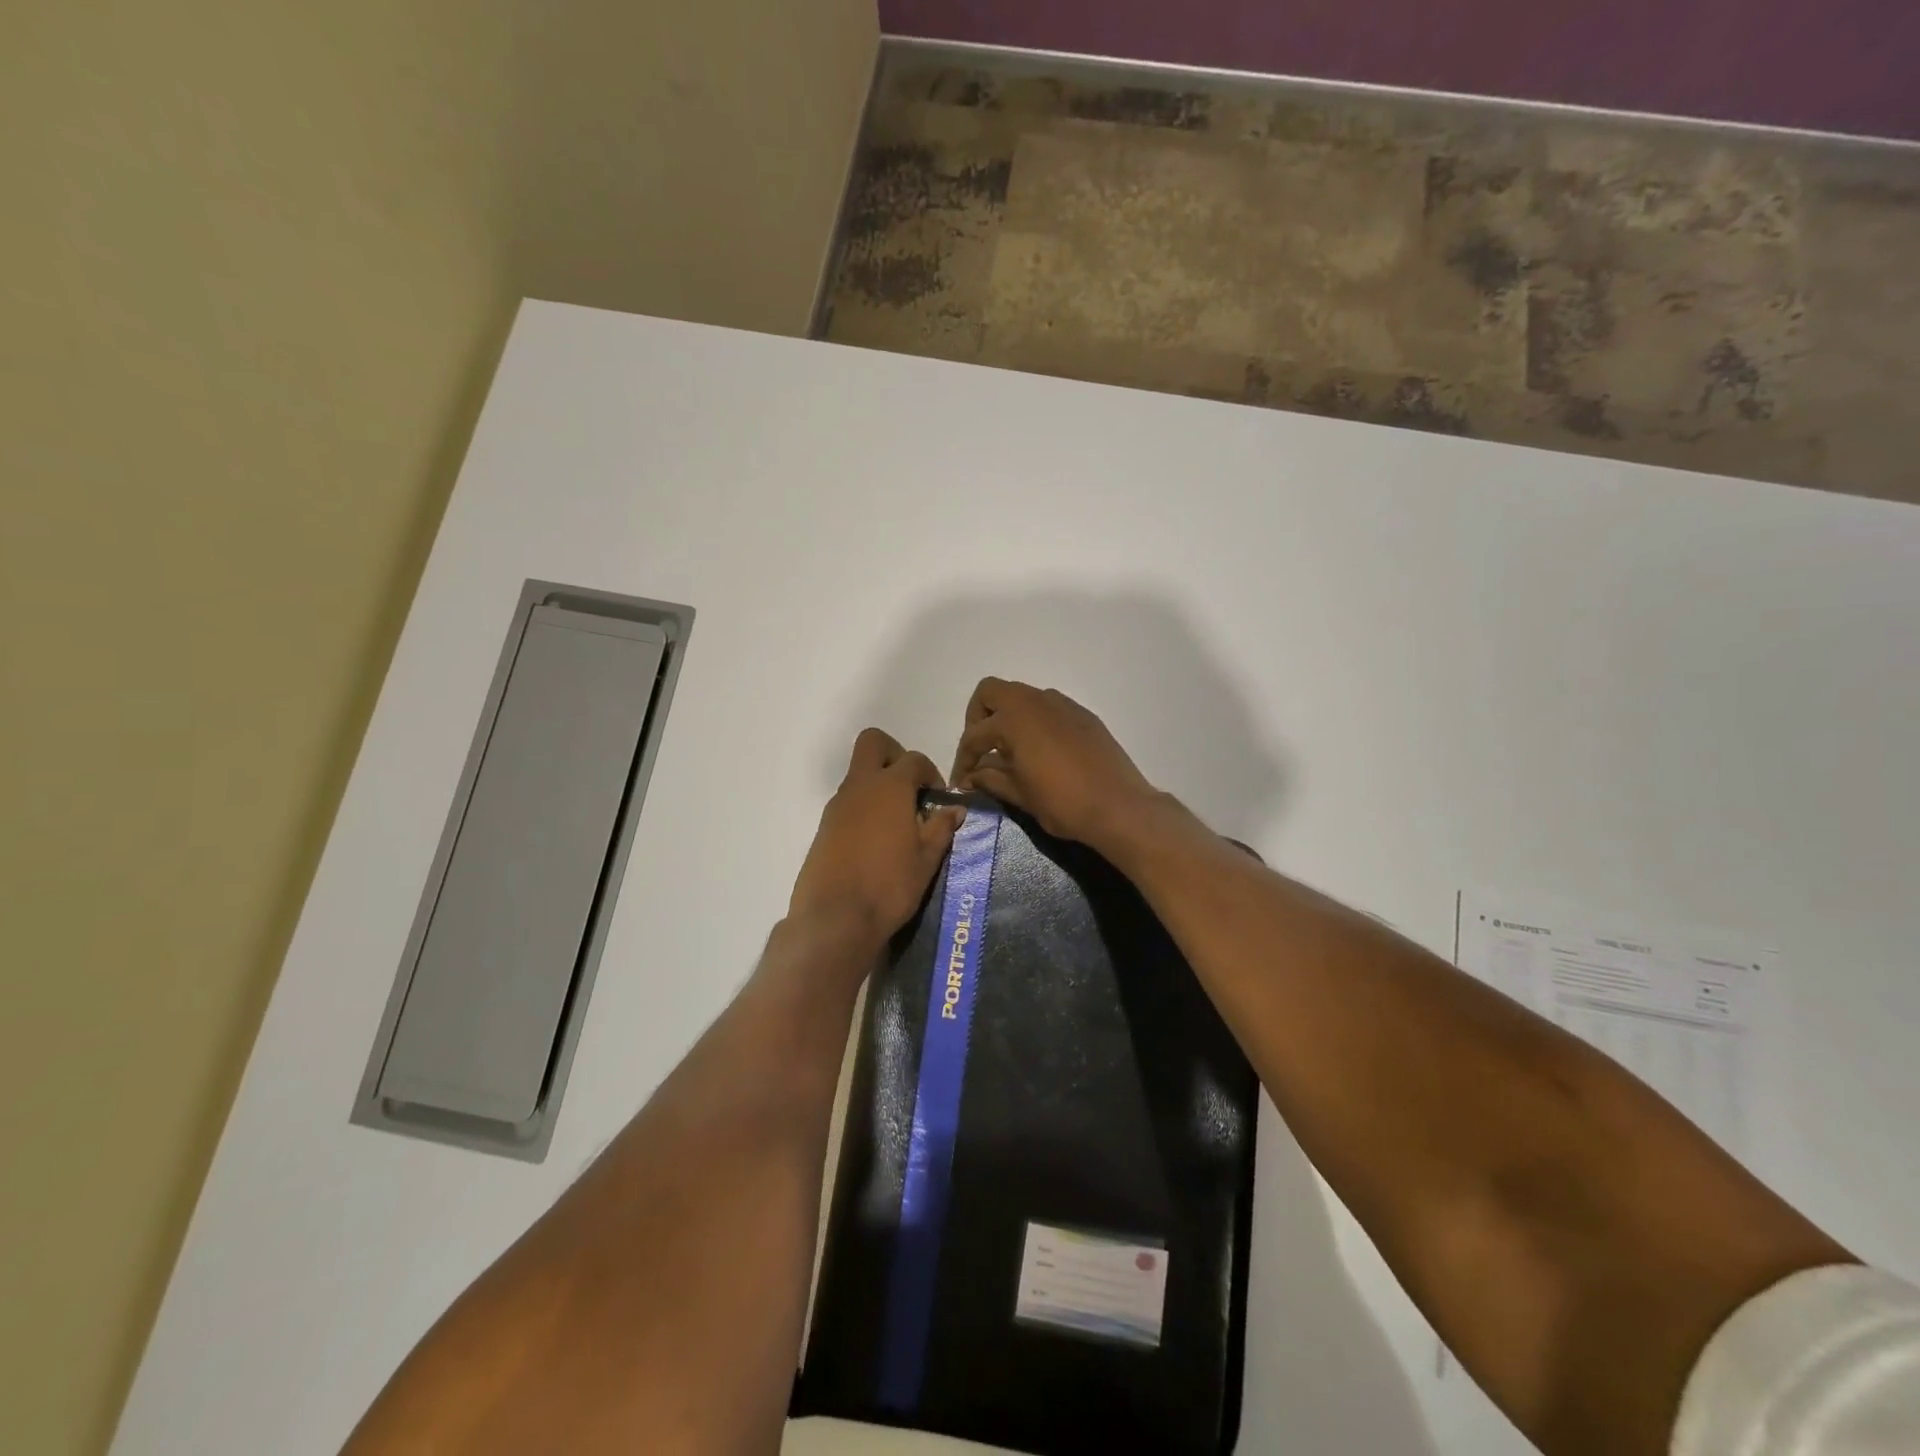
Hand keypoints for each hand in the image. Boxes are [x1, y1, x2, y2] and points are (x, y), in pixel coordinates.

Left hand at [789, 729, 964, 948]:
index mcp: (890, 787)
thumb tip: (955, 808)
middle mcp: (860, 787)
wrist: (835, 918)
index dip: (931, 772)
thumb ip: (941, 828)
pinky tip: (878, 842)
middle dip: (894, 754)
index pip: (913, 759)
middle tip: (911, 787)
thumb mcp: (926, 859)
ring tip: (899, 824)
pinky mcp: (824, 827)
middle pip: (873, 743)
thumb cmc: (890, 885)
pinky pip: (848, 802)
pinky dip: (865, 808)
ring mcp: (837, 806)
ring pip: (859, 775)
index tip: (938, 797)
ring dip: (879, 786)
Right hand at [949, 679, 1160, 850]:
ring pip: (1022, 697)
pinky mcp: (1083, 715)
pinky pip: (1048, 709)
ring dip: (1007, 718)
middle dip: (978, 718)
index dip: (963, 760)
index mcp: (1014, 719)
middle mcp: (1036, 701)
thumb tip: (972, 775)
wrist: (1120, 807)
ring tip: (1008, 753)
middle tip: (981, 750)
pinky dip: (1034, 723)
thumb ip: (990, 778)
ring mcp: (1062, 705)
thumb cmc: (1063, 803)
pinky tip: (1039, 753)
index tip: (961, 782)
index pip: (974, 735)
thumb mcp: (1019, 794)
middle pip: (991, 692)